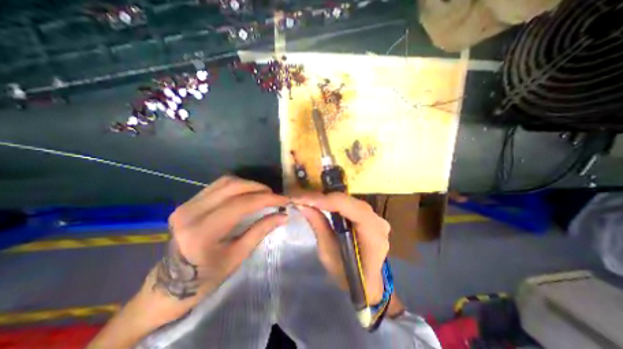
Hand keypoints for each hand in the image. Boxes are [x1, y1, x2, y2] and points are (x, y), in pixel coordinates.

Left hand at [90, 178, 289, 348]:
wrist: (171, 283)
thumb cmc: (207, 276)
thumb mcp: (238, 255)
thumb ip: (260, 231)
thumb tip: (283, 215)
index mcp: (203, 232)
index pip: (241, 204)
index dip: (267, 198)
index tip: (284, 199)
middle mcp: (191, 212)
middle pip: (233, 186)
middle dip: (259, 188)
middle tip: (274, 195)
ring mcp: (186, 205)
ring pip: (225, 182)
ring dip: (248, 185)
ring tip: (263, 193)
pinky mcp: (188, 202)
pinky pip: (218, 185)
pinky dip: (237, 186)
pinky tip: (247, 194)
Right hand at [292, 193, 387, 304]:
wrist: (368, 284)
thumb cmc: (348, 275)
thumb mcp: (329, 254)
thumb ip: (318, 226)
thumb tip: (302, 205)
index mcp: (372, 234)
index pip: (348, 208)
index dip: (324, 200)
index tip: (302, 199)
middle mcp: (378, 221)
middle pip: (348, 201)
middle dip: (323, 198)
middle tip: (301, 198)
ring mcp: (376, 217)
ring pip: (348, 200)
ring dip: (327, 199)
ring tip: (308, 199)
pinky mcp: (369, 217)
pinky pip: (349, 204)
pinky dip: (334, 203)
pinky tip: (321, 203)